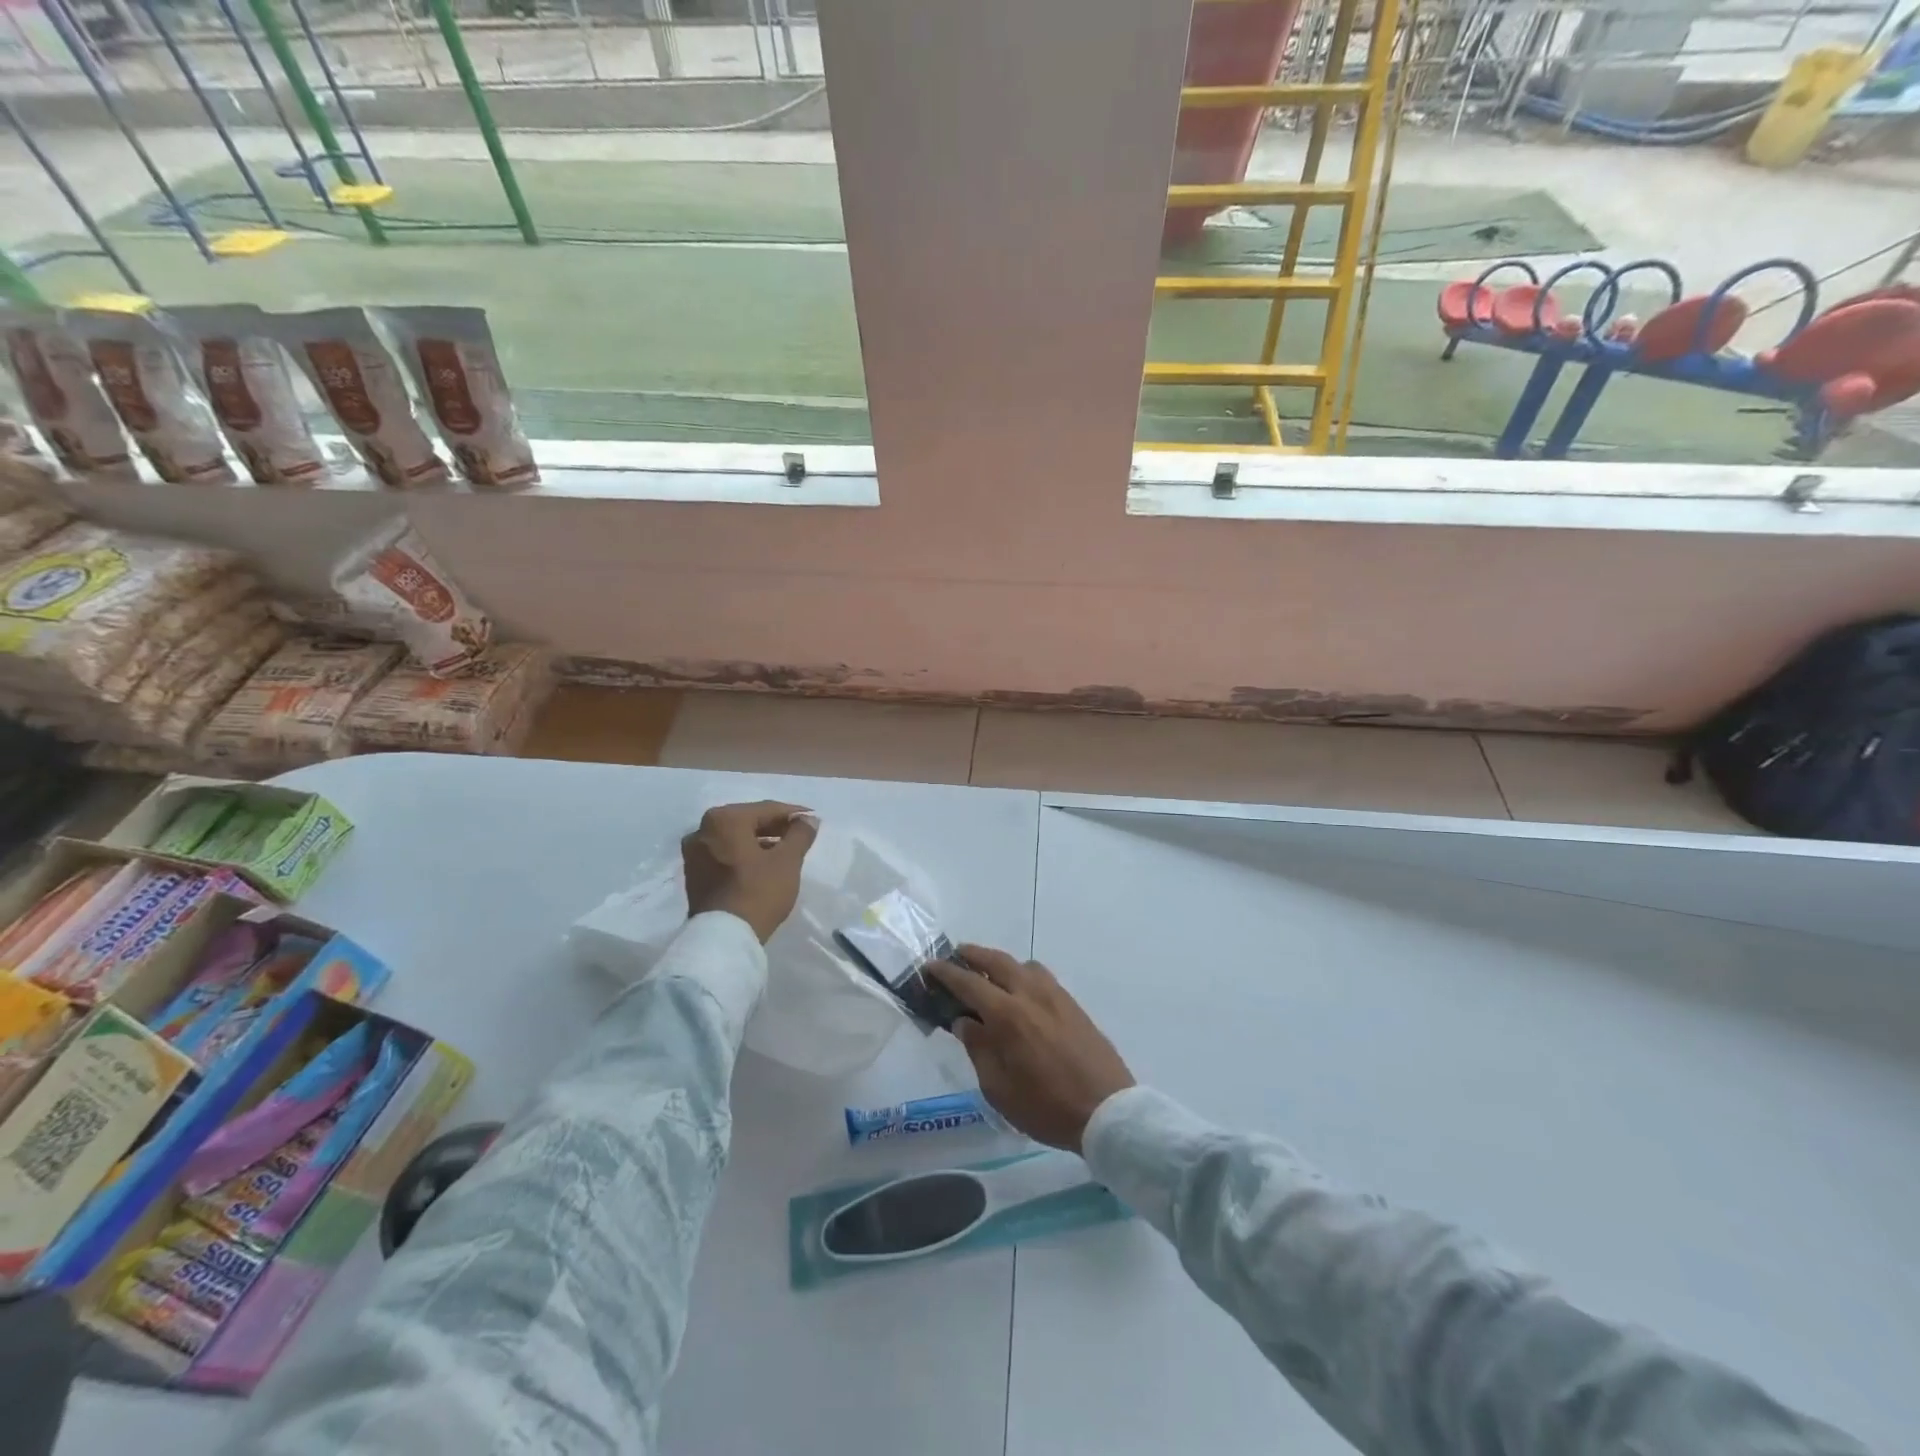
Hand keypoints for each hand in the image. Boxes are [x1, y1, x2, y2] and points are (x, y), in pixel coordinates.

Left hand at [681, 801, 818, 943]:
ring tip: (785, 851)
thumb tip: (809, 819)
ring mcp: (694, 853)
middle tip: (800, 835)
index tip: (813, 819)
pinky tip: (763, 864)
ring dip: (760, 841)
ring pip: (735, 838)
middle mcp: (702, 829)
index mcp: (724, 819)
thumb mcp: (787, 861)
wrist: (723, 938)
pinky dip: (744, 854)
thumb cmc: (758, 891)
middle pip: (747, 821)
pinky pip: (724, 854)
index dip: (793, 814)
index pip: (766, 809)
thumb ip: (800, 834)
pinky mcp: (693, 874)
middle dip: (775, 827)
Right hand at [927, 946, 1133, 1152]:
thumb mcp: (1000, 1089)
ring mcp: (1055, 996)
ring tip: (989, 975)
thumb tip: (964, 1022)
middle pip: (997, 961)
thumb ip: (979, 1049)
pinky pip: (1041, 977)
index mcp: (1008, 1015)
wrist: (1107, 1111)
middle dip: (973, 955)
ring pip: (1022, 965)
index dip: (946, 973)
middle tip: (956, 956)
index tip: (930, 966)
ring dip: (1001, 963)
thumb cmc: (1046, 1107)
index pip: (969, 983)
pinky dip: (1023, 974)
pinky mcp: (1073, 1004)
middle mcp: (1030, 994)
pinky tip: (1020, 993)